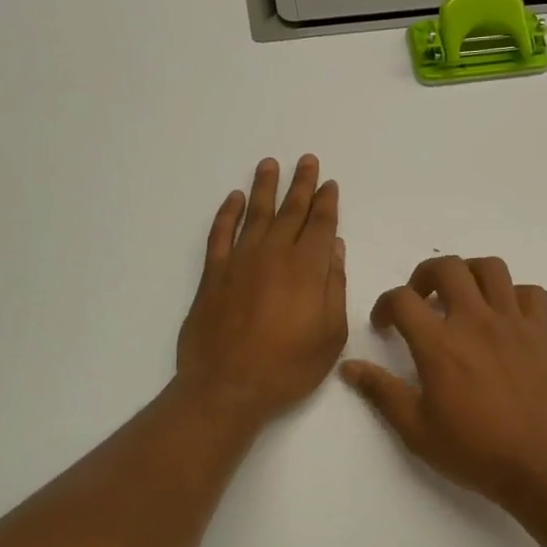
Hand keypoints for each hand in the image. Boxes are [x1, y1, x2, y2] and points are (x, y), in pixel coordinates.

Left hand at [175, 155, 347, 429]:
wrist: (228, 386)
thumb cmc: (288, 367)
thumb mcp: (330, 334)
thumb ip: (334, 286)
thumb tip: (333, 247)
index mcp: (307, 269)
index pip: (319, 225)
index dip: (326, 202)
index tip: (329, 183)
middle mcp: (274, 255)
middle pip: (290, 211)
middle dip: (301, 184)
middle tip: (306, 160)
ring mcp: (239, 261)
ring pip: (255, 214)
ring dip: (264, 188)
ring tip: (270, 164)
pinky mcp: (213, 274)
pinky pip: (220, 234)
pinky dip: (227, 213)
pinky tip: (234, 199)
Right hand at [340, 256, 546, 506]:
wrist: (540, 465)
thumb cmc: (474, 450)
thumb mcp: (416, 429)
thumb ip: (381, 392)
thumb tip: (348, 367)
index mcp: (439, 344)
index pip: (402, 299)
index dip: (385, 305)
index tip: (384, 326)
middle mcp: (475, 321)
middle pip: (447, 267)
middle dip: (425, 275)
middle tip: (421, 301)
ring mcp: (512, 323)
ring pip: (491, 268)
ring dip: (470, 273)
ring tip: (462, 297)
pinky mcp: (542, 333)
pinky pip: (532, 293)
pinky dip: (516, 295)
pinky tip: (505, 316)